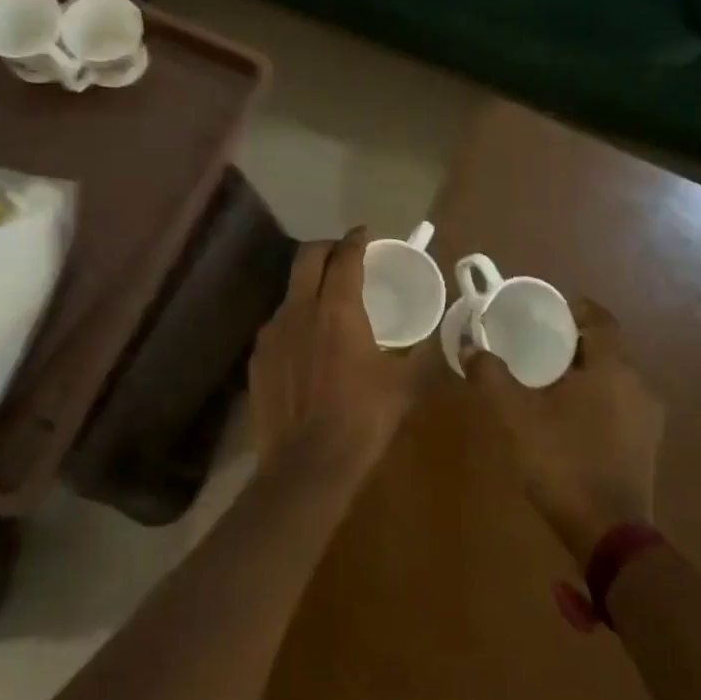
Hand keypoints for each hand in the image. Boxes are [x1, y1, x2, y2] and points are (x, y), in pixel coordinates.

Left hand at [249, 228, 430, 484]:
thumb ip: (423, 354)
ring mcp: (272, 331)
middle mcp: (299, 308)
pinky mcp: (258, 356)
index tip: (366, 234)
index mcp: (337, 308)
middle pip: (308, 257)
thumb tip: (442, 338)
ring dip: (310, 285)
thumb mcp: (404, 385)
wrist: (306, 466)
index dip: (357, 239)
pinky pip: (279, 323)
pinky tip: (308, 344)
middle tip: (345, 255)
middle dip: (327, 247)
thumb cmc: (362, 420)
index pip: (345, 256)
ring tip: (328, 303)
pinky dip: (296, 319)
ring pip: (291, 291)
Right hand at [467, 298, 665, 565]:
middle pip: (605, 349)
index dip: (575, 310)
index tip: (548, 313)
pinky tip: (568, 419)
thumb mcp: (516, 416)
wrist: (609, 534)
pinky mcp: (647, 446)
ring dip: (584, 374)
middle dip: (572, 344)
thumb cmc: (563, 462)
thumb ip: (492, 376)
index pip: (601, 319)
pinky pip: (620, 405)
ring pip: (613, 379)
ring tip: (547, 384)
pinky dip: (596, 400)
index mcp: (612, 368)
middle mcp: (638, 386)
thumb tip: (469, 347)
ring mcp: (648, 419)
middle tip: (535, 347)